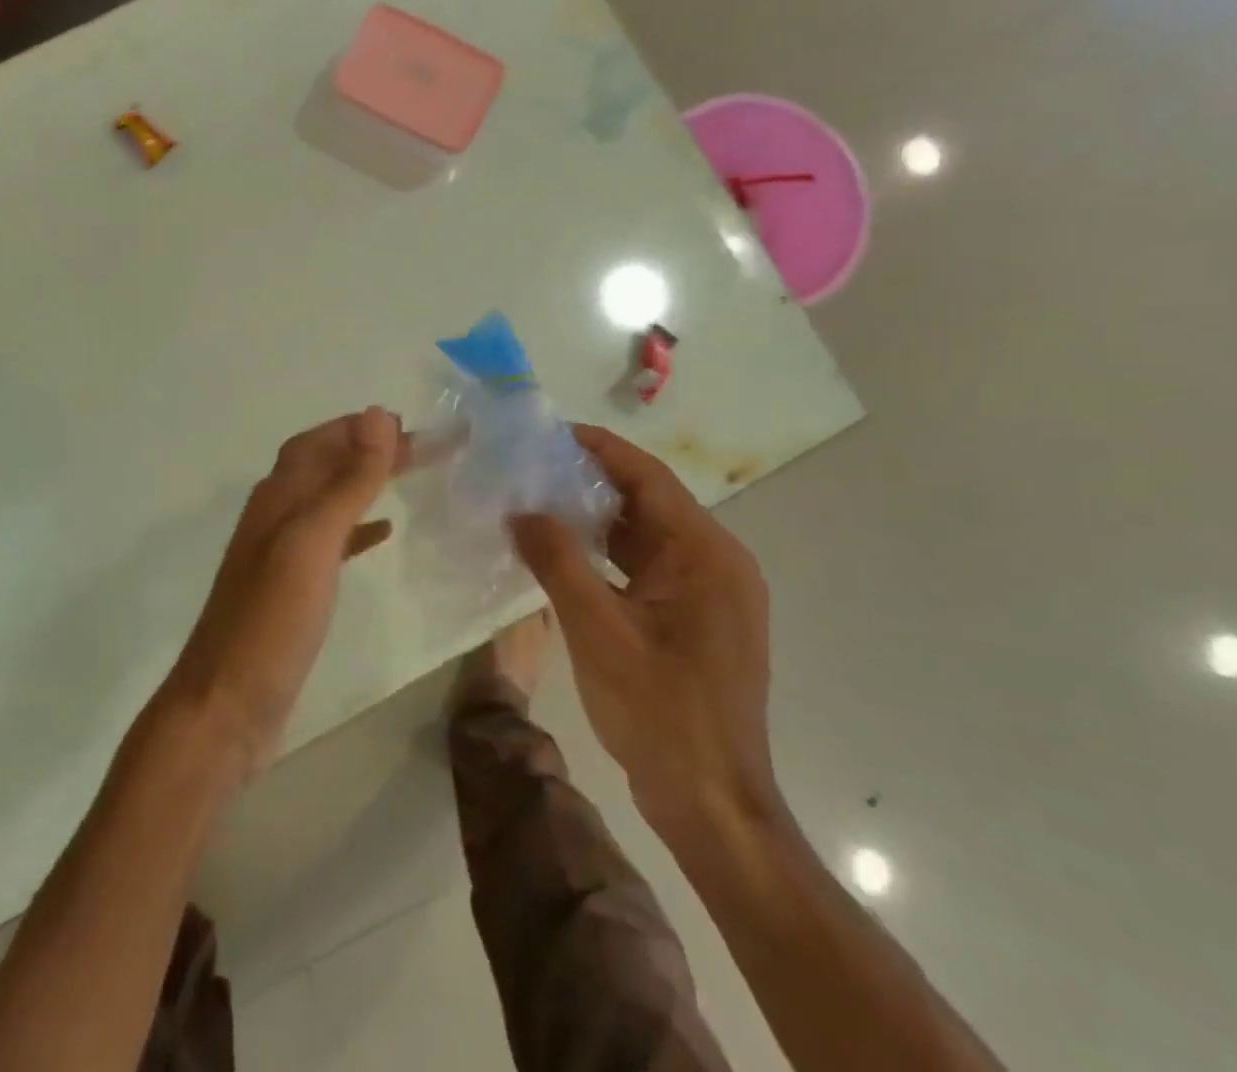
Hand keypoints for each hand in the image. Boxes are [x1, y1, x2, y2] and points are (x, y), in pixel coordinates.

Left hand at [162, 408, 403, 779]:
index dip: (360, 428)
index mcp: (278, 497)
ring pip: (329, 500)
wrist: (227, 706)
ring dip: (366, 482)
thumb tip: (379, 415)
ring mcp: (281, 555)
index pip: (320, 441)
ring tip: (408, 476)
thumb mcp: (313, 542)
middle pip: (325, 466)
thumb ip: (348, 481)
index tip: (410, 425)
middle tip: (421, 448)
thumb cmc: (272, 620)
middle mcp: (276, 516)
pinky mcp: (293, 589)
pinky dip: (359, 526)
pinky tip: (384, 532)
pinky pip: (332, 541)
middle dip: (368, 450)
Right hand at [510, 425, 781, 846]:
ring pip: (647, 535)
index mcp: (705, 553)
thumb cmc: (659, 712)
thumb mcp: (597, 630)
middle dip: (589, 481)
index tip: (546, 432)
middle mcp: (717, 561)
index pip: (647, 476)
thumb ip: (556, 561)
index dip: (597, 448)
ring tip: (538, 502)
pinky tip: (565, 554)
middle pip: (648, 501)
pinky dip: (609, 554)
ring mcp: (711, 591)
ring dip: (596, 519)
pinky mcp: (698, 617)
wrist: (712, 804)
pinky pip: (649, 566)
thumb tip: (520, 510)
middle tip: (530, 467)